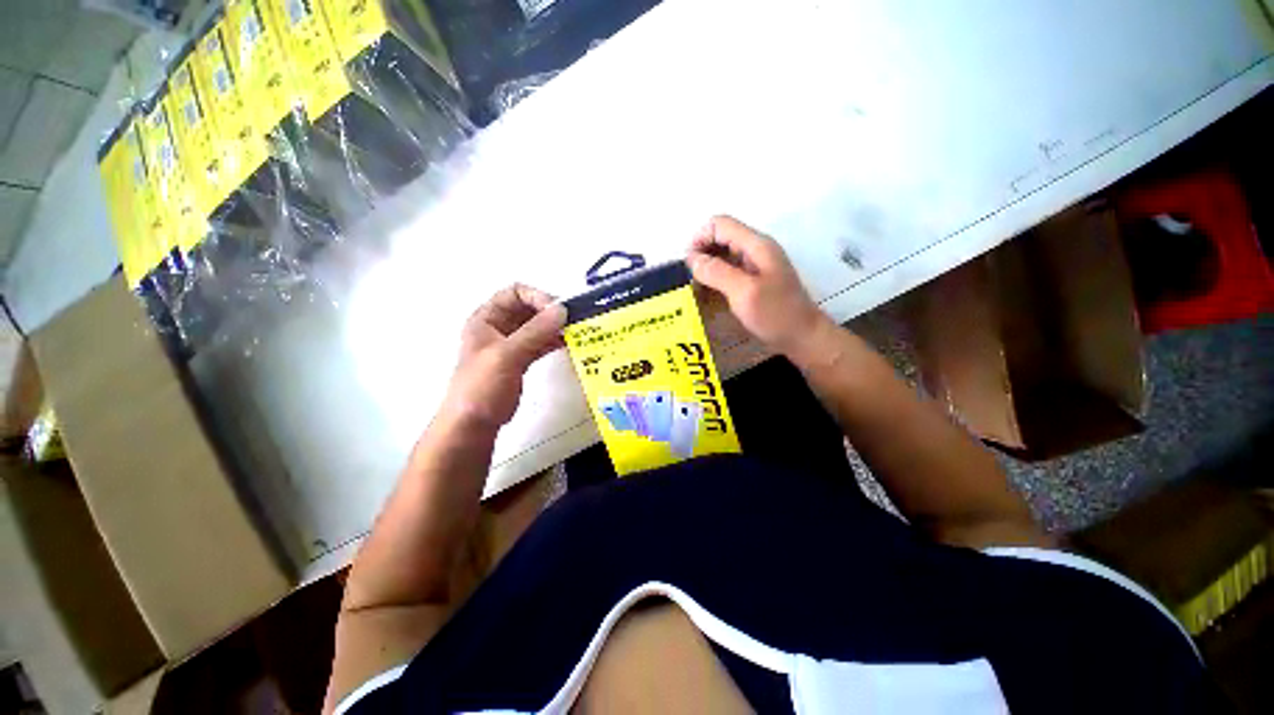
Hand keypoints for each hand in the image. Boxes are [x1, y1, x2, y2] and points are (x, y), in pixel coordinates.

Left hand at [442, 284, 566, 429]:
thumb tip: (562, 309)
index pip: (514, 293)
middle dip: (550, 311)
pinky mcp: (521, 359)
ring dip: (555, 326)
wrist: (474, 423)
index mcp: (486, 318)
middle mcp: (499, 326)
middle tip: (572, 320)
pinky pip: (540, 343)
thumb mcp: (506, 355)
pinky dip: (554, 341)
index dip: (537, 297)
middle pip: (528, 308)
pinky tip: (569, 343)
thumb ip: (535, 331)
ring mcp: (511, 344)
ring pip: (537, 326)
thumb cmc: (482, 385)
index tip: (558, 310)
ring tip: (575, 330)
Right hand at [686, 216, 825, 357]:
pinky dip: (716, 275)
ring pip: (724, 253)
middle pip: (722, 236)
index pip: (720, 224)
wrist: (803, 336)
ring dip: (708, 265)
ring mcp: (757, 264)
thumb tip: (692, 259)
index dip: (700, 238)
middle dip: (702, 252)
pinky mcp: (755, 279)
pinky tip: (710, 292)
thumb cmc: (775, 314)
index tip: (688, 265)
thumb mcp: (744, 292)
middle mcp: (756, 249)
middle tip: (691, 278)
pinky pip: (730, 268)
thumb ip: (717, 272)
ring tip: (697, 286)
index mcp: (756, 245)